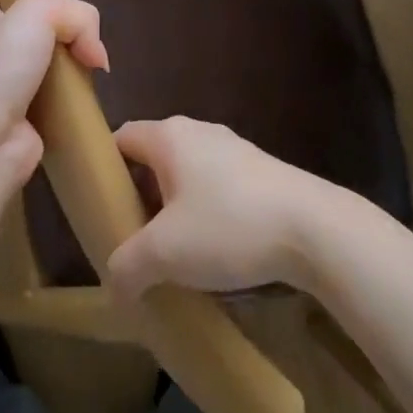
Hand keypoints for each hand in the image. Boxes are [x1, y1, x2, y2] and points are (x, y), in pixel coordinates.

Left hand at [0, 0, 107, 189]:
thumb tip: (97, 56)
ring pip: (50, 67)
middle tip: (85, 38)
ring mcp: (9, 89)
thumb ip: (78, 17)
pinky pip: (59, 103)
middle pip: (34, 32)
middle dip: (62, 34)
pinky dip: (75, 102)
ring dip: (73, 70)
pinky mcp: (28, 121)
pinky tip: (89, 99)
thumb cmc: (1, 64)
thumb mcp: (40, 12)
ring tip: (93, 69)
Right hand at [105, 117, 335, 301]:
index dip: (104, 169)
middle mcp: (197, 131)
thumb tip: (113, 282)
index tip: (99, 208)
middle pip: (153, 157)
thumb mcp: (166, 253)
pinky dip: (204, 212)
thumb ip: (127, 265)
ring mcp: (231, 148)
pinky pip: (215, 185)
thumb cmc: (228, 225)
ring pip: (185, 173)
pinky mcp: (257, 170)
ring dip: (173, 208)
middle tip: (132, 240)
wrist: (312, 227)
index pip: (121, 138)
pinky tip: (213, 251)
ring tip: (171, 254)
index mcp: (169, 136)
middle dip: (139, 196)